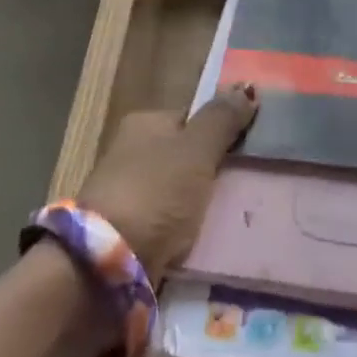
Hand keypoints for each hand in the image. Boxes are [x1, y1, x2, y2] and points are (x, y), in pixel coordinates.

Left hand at [76, 84, 257, 270]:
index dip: (222, 131)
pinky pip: (171, 225)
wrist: (104, 267)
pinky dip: (189, 232)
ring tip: (240, 217)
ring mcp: (129, 194)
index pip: (192, 119)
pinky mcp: (129, 234)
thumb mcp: (196, 150)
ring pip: (180, 194)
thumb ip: (221, 120)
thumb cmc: (154, 194)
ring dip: (203, 206)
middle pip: (186, 157)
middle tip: (251, 185)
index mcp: (144, 124)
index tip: (251, 151)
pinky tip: (212, 240)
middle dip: (215, 172)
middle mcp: (132, 153)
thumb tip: (247, 89)